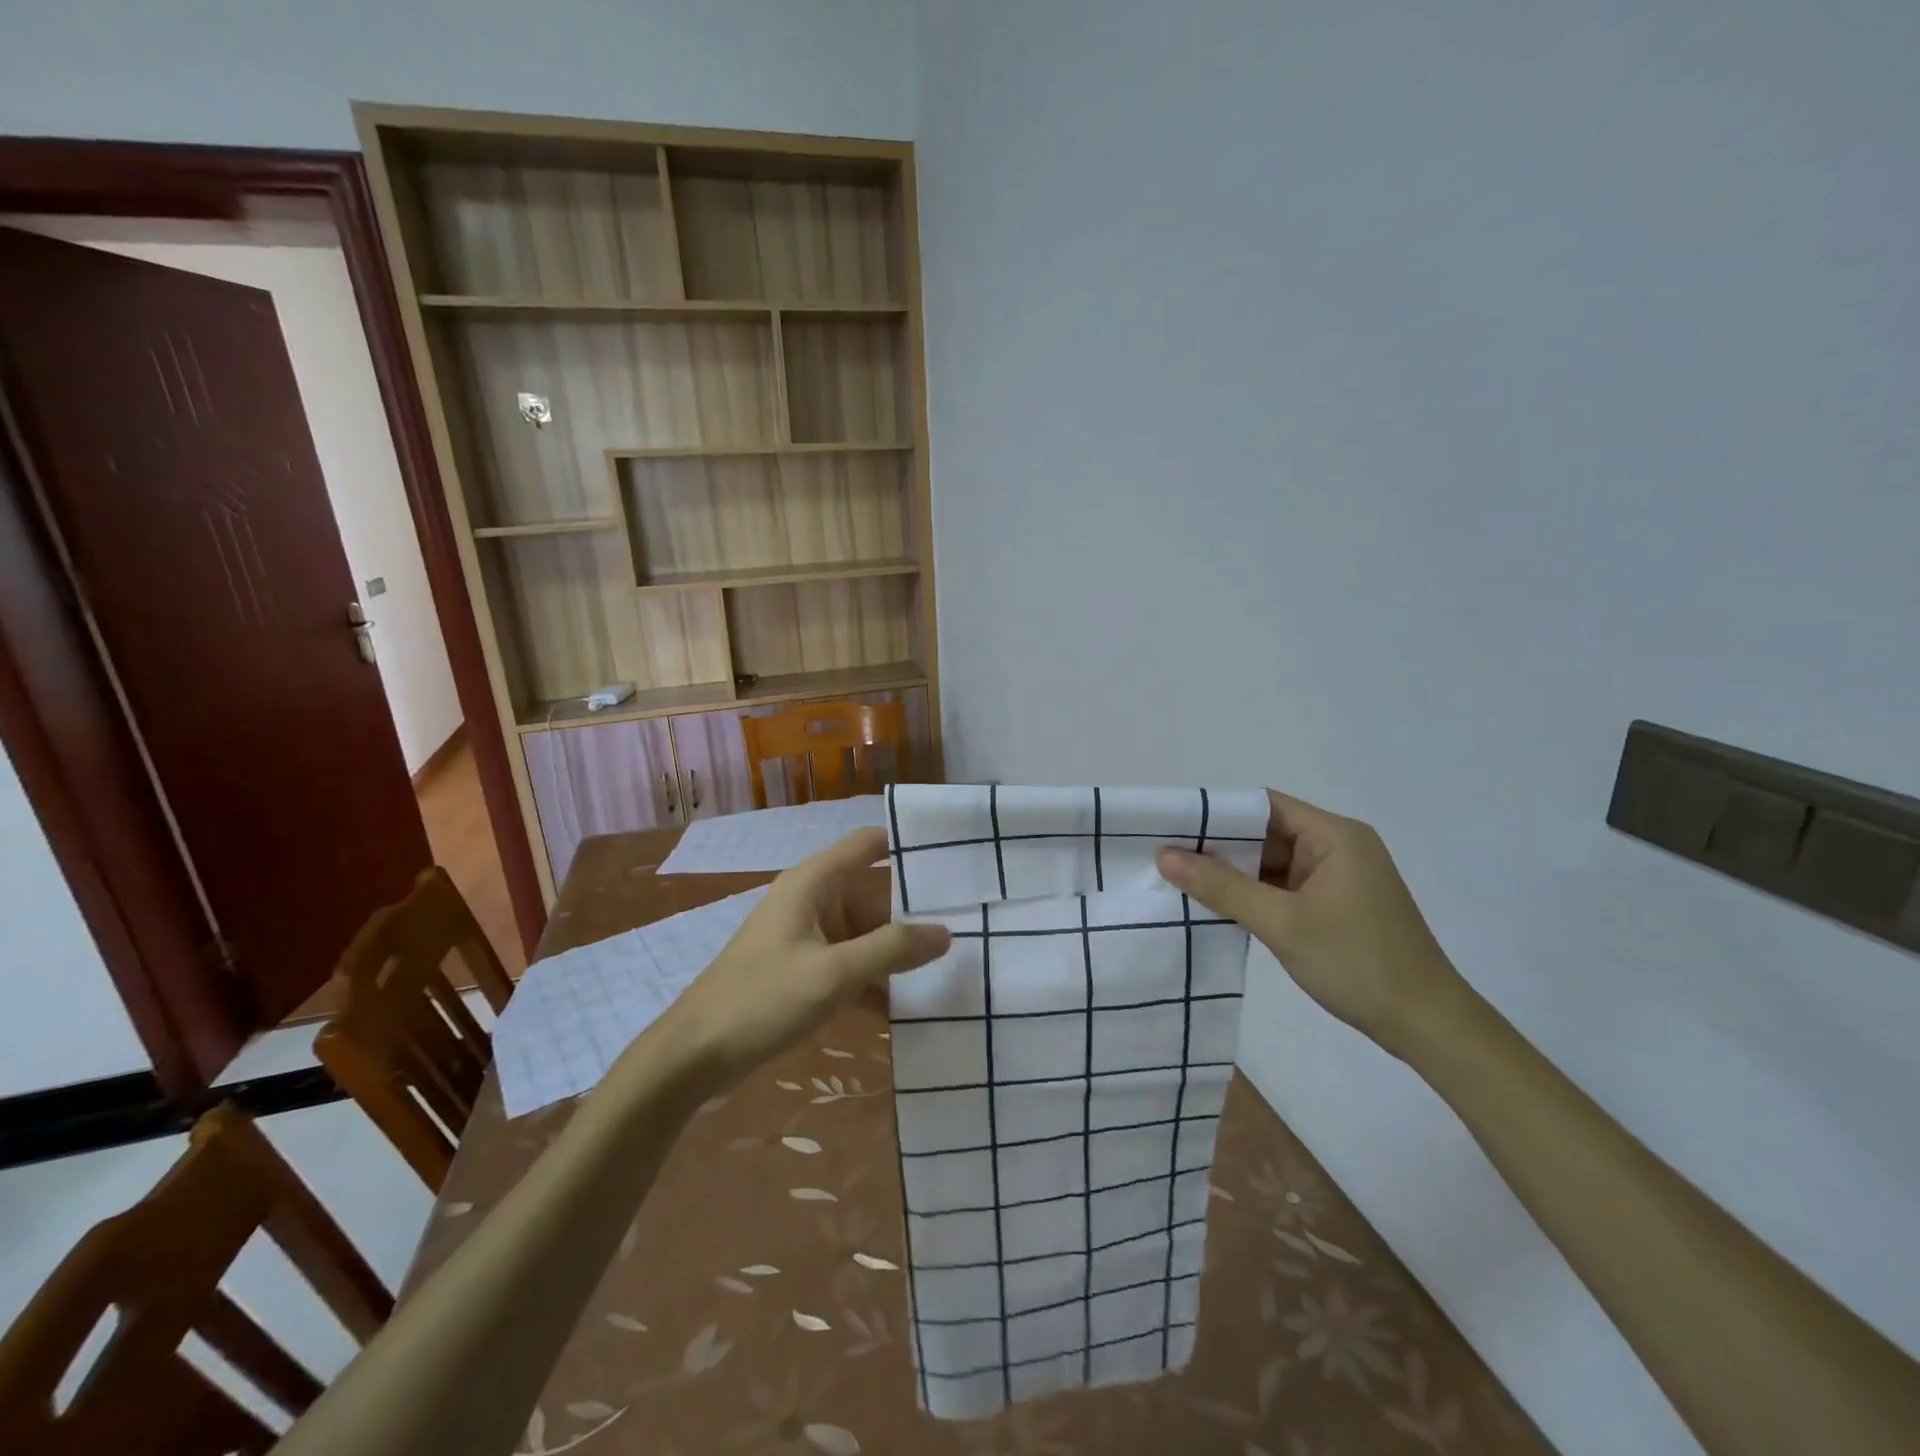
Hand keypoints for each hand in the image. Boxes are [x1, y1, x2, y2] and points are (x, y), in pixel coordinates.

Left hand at [654, 828, 950, 1088]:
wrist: (696, 1056)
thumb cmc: (763, 1000)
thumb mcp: (834, 974)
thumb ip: (893, 949)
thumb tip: (946, 932)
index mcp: (814, 882)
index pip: (870, 844)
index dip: (909, 845)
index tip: (957, 859)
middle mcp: (815, 900)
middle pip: (876, 893)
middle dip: (916, 911)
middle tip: (971, 925)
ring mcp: (810, 937)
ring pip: (868, 932)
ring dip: (900, 951)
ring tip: (953, 966)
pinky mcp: (808, 971)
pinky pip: (854, 964)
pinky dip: (877, 980)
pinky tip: (909, 1007)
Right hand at [1156, 790, 1469, 1056]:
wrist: (1428, 1027)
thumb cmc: (1357, 963)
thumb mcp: (1282, 923)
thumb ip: (1222, 887)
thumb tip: (1165, 856)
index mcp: (1335, 836)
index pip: (1264, 806)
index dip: (1218, 813)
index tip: (1173, 827)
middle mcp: (1338, 847)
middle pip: (1267, 833)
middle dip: (1220, 846)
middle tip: (1168, 857)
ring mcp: (1339, 878)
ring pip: (1274, 863)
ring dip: (1235, 874)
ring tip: (1182, 881)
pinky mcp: (1337, 905)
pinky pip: (1285, 887)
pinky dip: (1254, 894)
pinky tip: (1219, 906)